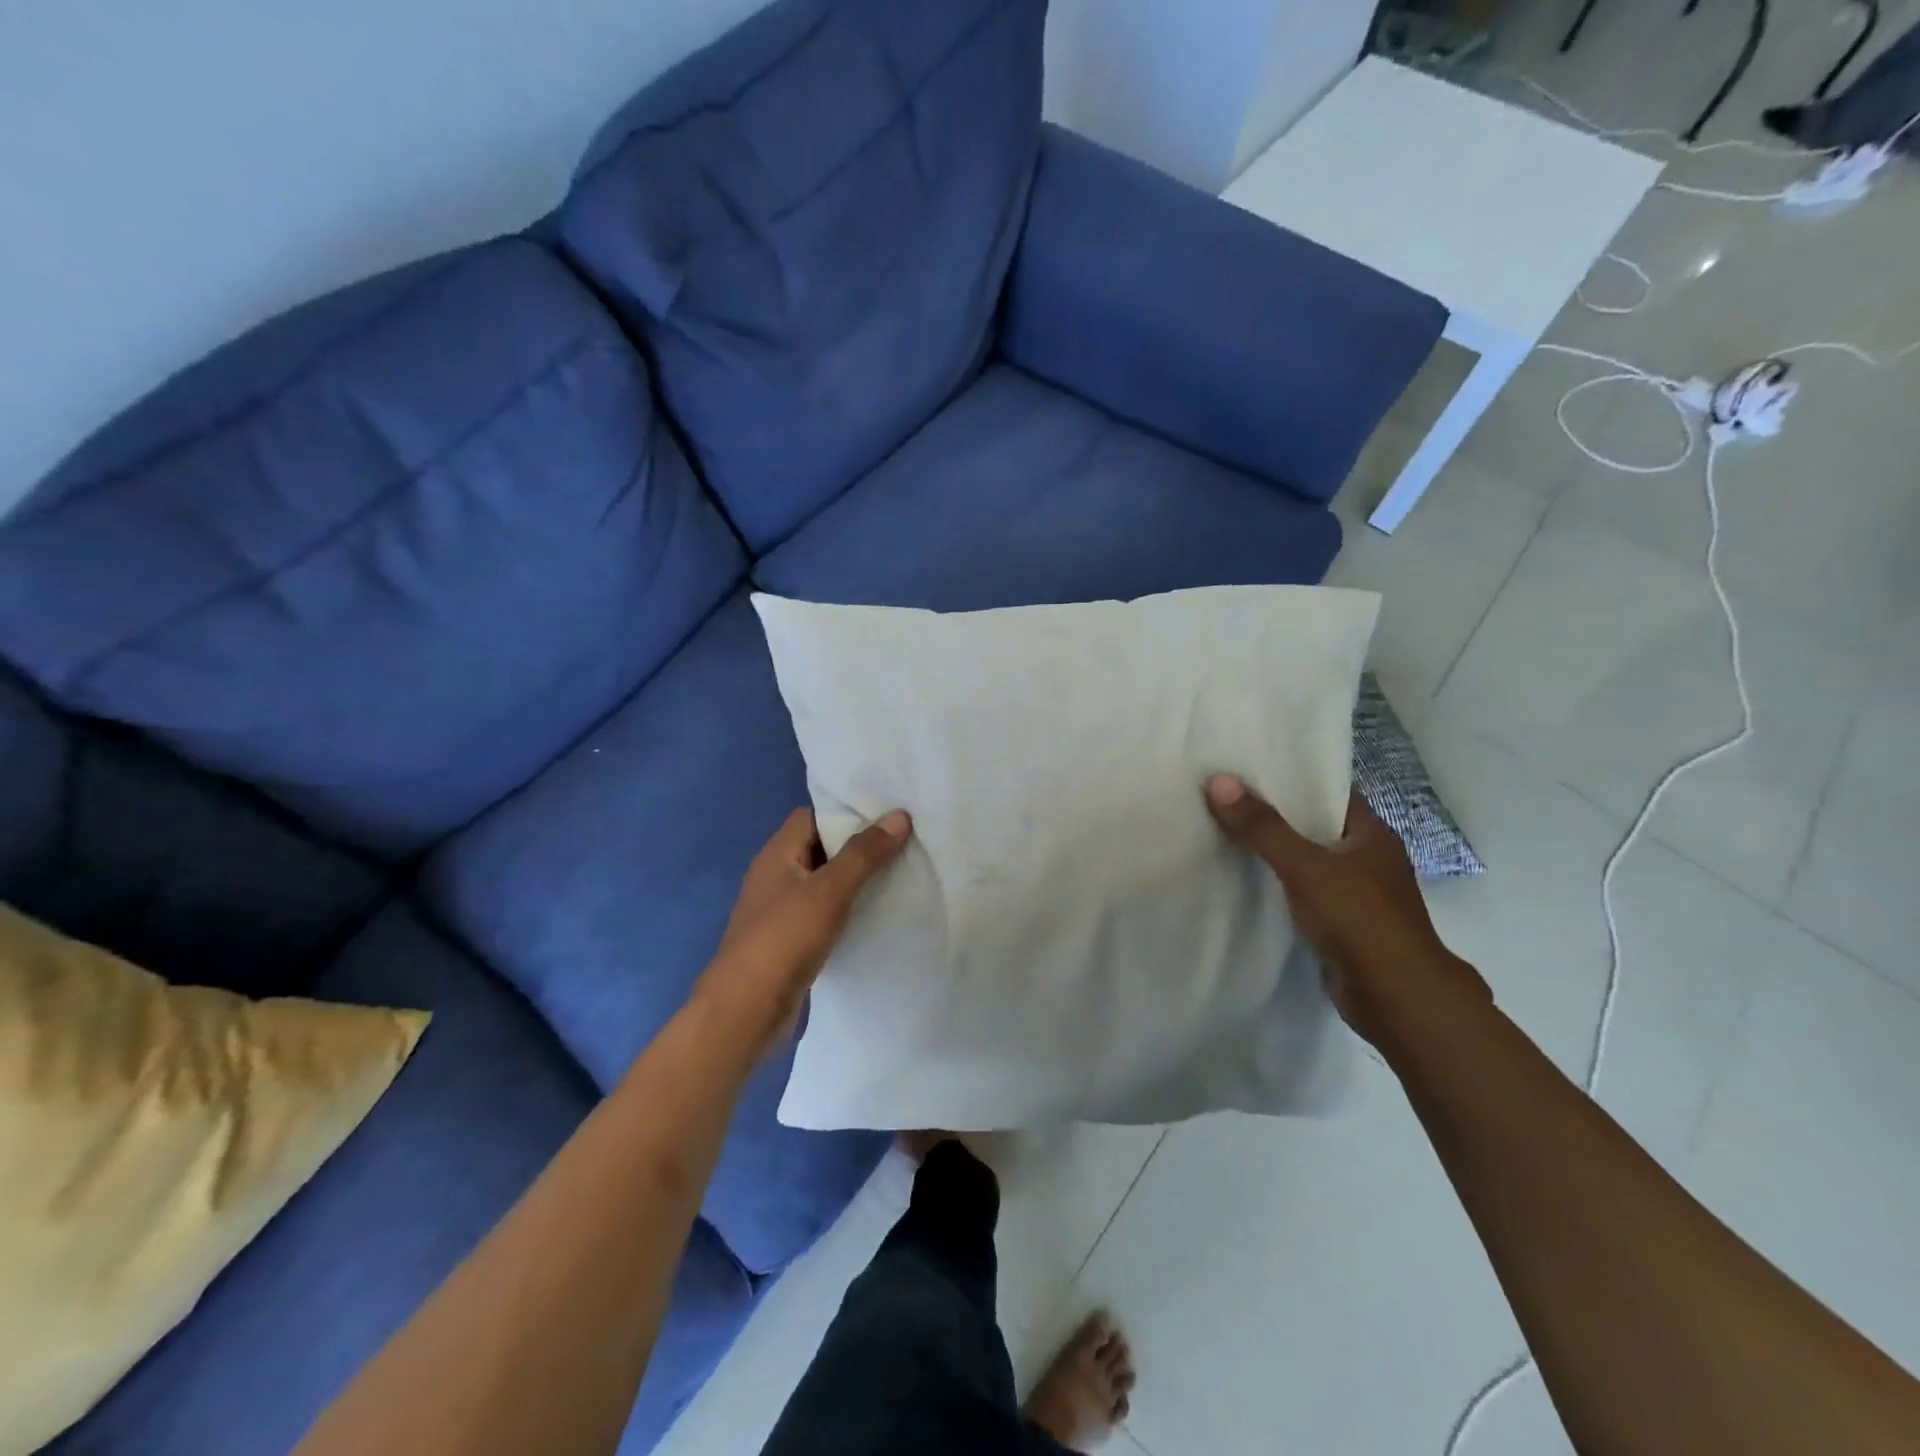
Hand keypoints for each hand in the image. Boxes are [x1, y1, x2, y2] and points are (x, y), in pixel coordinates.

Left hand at [700, 807, 911, 1046]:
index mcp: (776, 854)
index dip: (847, 812)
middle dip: (857, 846)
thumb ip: (864, 853)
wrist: (747, 1010)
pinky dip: (845, 910)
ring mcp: (779, 910)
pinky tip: (874, 914)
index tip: (887, 815)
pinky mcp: (788, 940)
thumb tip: (899, 816)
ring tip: (898, 874)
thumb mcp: (830, 890)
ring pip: (823, 883)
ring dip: (853, 880)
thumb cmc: (785, 938)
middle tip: (901, 843)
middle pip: (820, 848)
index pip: (813, 816)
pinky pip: (822, 913)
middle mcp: (774, 876)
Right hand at [1203, 775, 1486, 1046]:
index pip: (1329, 794)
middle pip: (1316, 828)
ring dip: (1277, 856)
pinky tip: (1247, 885)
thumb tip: (1218, 780)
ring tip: (1226, 836)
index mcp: (1373, 835)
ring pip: (1310, 865)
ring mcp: (1359, 897)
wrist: (1396, 998)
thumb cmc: (1359, 920)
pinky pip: (1306, 897)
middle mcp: (1370, 860)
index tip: (1248, 772)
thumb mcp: (1304, 866)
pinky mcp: (1344, 928)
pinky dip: (1281, 890)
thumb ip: (1262, 827)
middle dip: (1276, 818)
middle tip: (1226, 801)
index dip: (1292, 781)